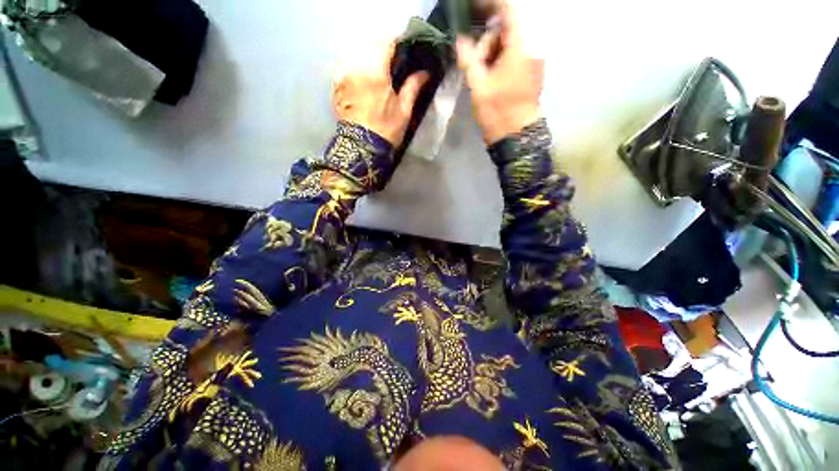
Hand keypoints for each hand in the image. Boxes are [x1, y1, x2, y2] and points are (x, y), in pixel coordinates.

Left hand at [333, 42, 429, 145]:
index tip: (407, 48)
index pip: (387, 42)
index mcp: (375, 72)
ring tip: (381, 69)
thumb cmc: (386, 130)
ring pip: (358, 53)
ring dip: (370, 56)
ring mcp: (343, 76)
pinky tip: (366, 79)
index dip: (398, 42)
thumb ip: (413, 86)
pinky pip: (348, 66)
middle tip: (396, 60)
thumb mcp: (404, 110)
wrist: (361, 148)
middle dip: (384, 48)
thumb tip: (425, 72)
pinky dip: (359, 67)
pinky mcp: (337, 85)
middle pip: (370, 45)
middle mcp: (355, 67)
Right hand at [457, 2, 544, 144]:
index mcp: (520, 47)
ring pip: (508, 46)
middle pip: (505, 31)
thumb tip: (459, 40)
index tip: (472, 7)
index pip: (508, 11)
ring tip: (480, 77)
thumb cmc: (498, 112)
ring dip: (491, 55)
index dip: (490, 4)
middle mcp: (531, 49)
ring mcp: (531, 62)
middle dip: (486, 43)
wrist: (516, 137)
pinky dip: (498, 62)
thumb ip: (468, 58)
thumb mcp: (479, 85)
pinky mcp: (529, 73)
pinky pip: (513, 58)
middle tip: (473, 65)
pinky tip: (489, 78)